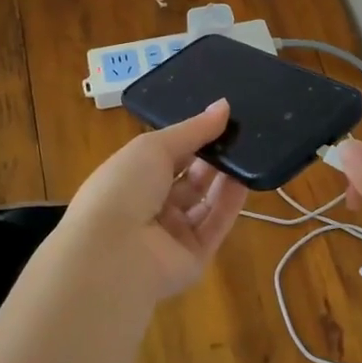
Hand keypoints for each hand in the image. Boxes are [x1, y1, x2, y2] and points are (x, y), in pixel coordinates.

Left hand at [57, 99, 248, 300]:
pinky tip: (246, 179)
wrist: (112, 254)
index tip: (222, 118)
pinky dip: (230, 203)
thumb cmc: (123, 187)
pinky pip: (216, 225)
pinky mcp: (193, 257)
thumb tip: (224, 106)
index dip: (192, 137)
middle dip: (212, 157)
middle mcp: (151, 206)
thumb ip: (193, 129)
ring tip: (249, 151)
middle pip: (189, 179)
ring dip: (225, 178)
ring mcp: (172, 234)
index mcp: (132, 178)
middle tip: (241, 134)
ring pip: (205, 202)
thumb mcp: (154, 147)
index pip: (167, 155)